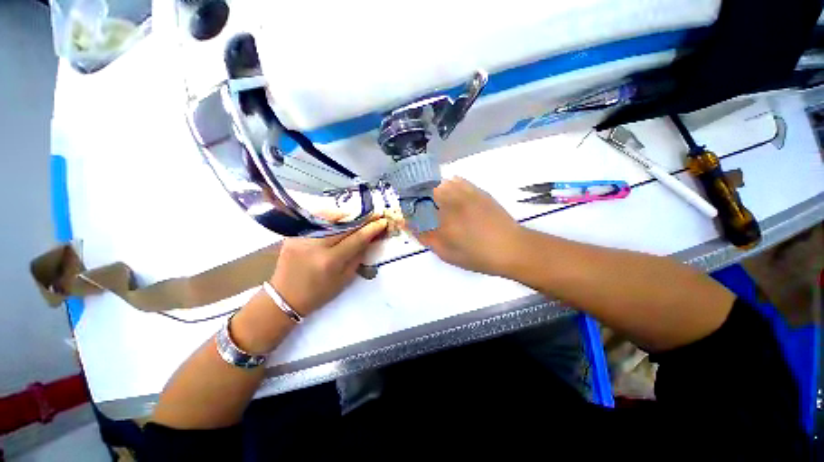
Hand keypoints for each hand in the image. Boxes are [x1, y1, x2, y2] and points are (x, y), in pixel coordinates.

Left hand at [271, 217, 387, 315]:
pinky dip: (331, 216)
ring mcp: (302, 237)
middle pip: (345, 224)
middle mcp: (316, 245)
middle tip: (374, 214)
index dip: (372, 228)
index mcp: (330, 261)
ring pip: (330, 217)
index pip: (356, 238)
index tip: (382, 221)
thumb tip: (370, 238)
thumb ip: (358, 255)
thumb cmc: (319, 292)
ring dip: (347, 215)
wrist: (285, 296)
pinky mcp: (294, 233)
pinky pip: (317, 219)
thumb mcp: (345, 278)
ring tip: (358, 216)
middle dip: (363, 218)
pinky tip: (339, 218)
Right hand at [417, 178, 524, 275]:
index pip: (416, 208)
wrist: (511, 248)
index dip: (409, 209)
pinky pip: (457, 181)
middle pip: (425, 191)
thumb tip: (407, 225)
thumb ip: (426, 238)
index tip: (407, 214)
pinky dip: (448, 185)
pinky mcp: (477, 191)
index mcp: (442, 220)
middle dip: (418, 197)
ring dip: (432, 189)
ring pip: (440, 183)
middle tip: (420, 209)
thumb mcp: (447, 254)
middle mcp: (452, 203)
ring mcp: (465, 194)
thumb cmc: (477, 256)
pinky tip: (449, 192)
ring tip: (433, 200)